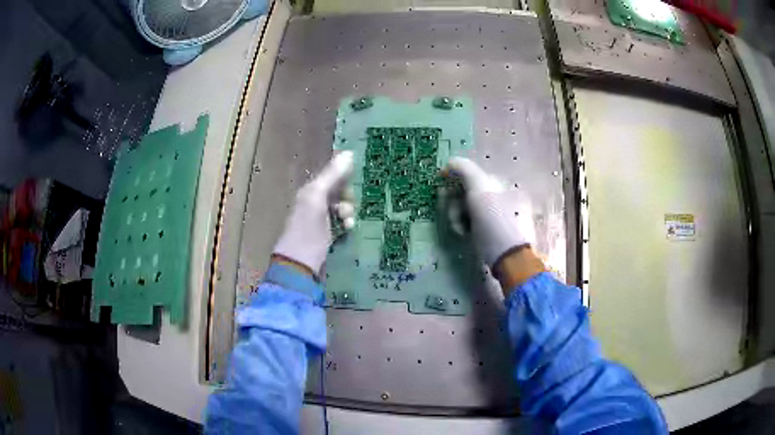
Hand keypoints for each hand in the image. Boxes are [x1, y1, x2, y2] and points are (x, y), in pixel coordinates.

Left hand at [273, 151, 354, 274]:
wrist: (300, 263)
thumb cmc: (307, 228)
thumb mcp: (317, 197)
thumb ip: (332, 175)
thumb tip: (349, 152)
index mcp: (310, 191)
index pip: (331, 176)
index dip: (344, 178)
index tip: (354, 184)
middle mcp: (314, 202)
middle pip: (339, 192)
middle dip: (347, 197)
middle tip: (347, 207)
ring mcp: (321, 220)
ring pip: (342, 207)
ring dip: (348, 212)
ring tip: (347, 221)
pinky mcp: (327, 234)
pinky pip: (342, 222)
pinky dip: (346, 224)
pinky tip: (347, 229)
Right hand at [444, 157, 535, 267]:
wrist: (507, 258)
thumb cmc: (494, 222)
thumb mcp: (480, 190)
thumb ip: (465, 170)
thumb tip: (450, 162)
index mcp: (496, 183)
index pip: (469, 173)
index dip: (453, 176)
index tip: (440, 183)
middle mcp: (495, 195)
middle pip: (464, 190)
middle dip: (453, 200)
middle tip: (450, 211)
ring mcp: (491, 214)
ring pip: (463, 206)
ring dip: (455, 214)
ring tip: (459, 228)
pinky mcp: (485, 230)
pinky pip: (467, 220)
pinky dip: (461, 224)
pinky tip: (462, 232)